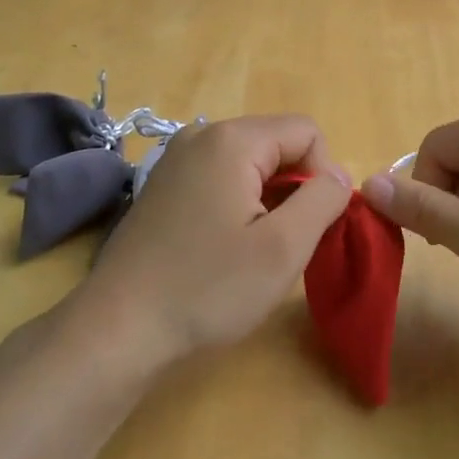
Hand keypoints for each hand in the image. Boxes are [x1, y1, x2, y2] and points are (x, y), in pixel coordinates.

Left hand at [71, 115, 352, 370]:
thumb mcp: (283, 247)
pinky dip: (239, 203)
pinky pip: (221, 177)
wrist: (120, 327)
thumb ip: (323, 200)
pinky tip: (227, 246)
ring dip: (269, 199)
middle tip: (287, 242)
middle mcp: (201, 135)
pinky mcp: (164, 185)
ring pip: (250, 163)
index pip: (306, 131)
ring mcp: (177, 159)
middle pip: (276, 143)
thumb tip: (338, 177)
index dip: (324, 175)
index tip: (313, 225)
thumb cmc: (208, 287)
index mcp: (232, 139)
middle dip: (295, 187)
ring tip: (257, 248)